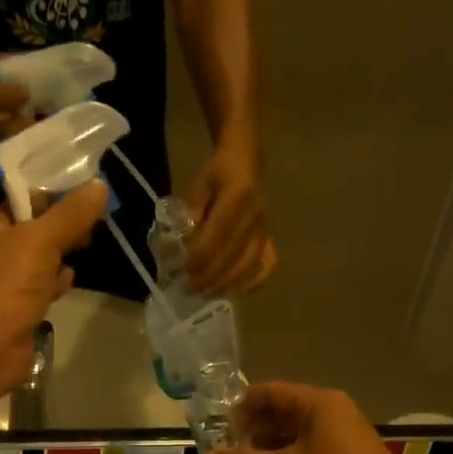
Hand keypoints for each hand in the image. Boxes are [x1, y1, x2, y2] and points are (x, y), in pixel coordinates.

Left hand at [0, 149, 106, 405]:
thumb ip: (69, 214)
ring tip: (84, 229)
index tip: (28, 153)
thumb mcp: (37, 242)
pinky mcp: (5, 303)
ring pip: (21, 245)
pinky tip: (71, 272)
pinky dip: (50, 276)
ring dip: (50, 238)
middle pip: (3, 206)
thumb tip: (99, 187)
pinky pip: (30, 280)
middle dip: (38, 200)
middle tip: (74, 191)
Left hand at [184, 136, 275, 294]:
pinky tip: (242, 292)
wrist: (246, 161)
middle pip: (231, 254)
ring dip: (226, 282)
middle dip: (208, 275)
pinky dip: (258, 280)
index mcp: (237, 195)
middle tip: (189, 288)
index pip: (217, 234)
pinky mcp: (270, 236)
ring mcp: (265, 228)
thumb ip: (192, 211)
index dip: (199, 255)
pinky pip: (269, 263)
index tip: (182, 269)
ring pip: (248, 263)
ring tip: (207, 293)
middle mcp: (255, 214)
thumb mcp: (200, 184)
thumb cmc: (218, 173)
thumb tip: (183, 242)